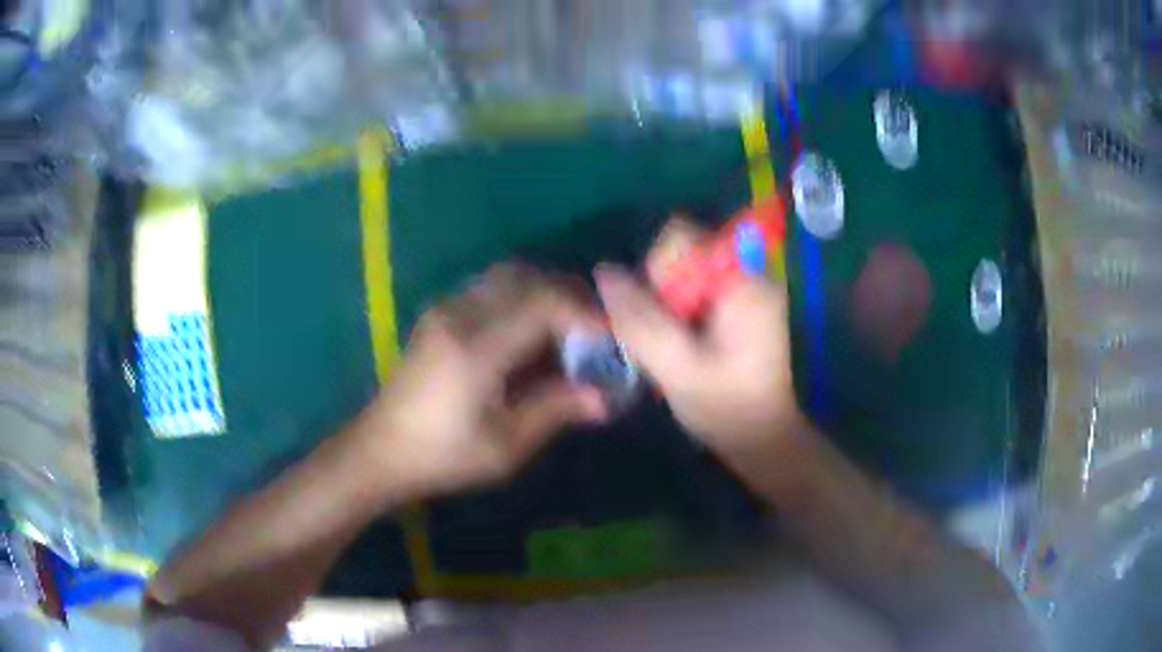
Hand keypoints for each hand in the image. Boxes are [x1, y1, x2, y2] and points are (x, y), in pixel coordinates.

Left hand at [357, 265, 607, 496]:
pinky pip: (491, 287)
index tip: (612, 337)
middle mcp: (459, 314)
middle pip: (527, 277)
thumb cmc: (443, 456)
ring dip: (544, 292)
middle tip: (595, 330)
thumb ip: (557, 410)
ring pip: (508, 276)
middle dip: (569, 296)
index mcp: (475, 347)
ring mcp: (445, 308)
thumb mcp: (505, 444)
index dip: (585, 313)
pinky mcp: (440, 313)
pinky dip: (522, 296)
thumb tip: (606, 397)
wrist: (381, 449)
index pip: (542, 303)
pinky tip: (531, 332)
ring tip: (568, 330)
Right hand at [595, 219, 803, 467]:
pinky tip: (688, 351)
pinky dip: (684, 317)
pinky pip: (699, 293)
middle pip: (683, 256)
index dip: (656, 271)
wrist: (766, 437)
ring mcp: (748, 289)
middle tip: (668, 341)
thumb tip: (603, 272)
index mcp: (741, 280)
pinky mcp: (744, 307)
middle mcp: (748, 272)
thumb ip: (639, 320)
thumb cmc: (728, 407)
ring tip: (678, 352)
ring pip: (686, 277)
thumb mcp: (678, 368)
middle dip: (663, 295)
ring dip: (670, 310)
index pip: (681, 237)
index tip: (661, 316)